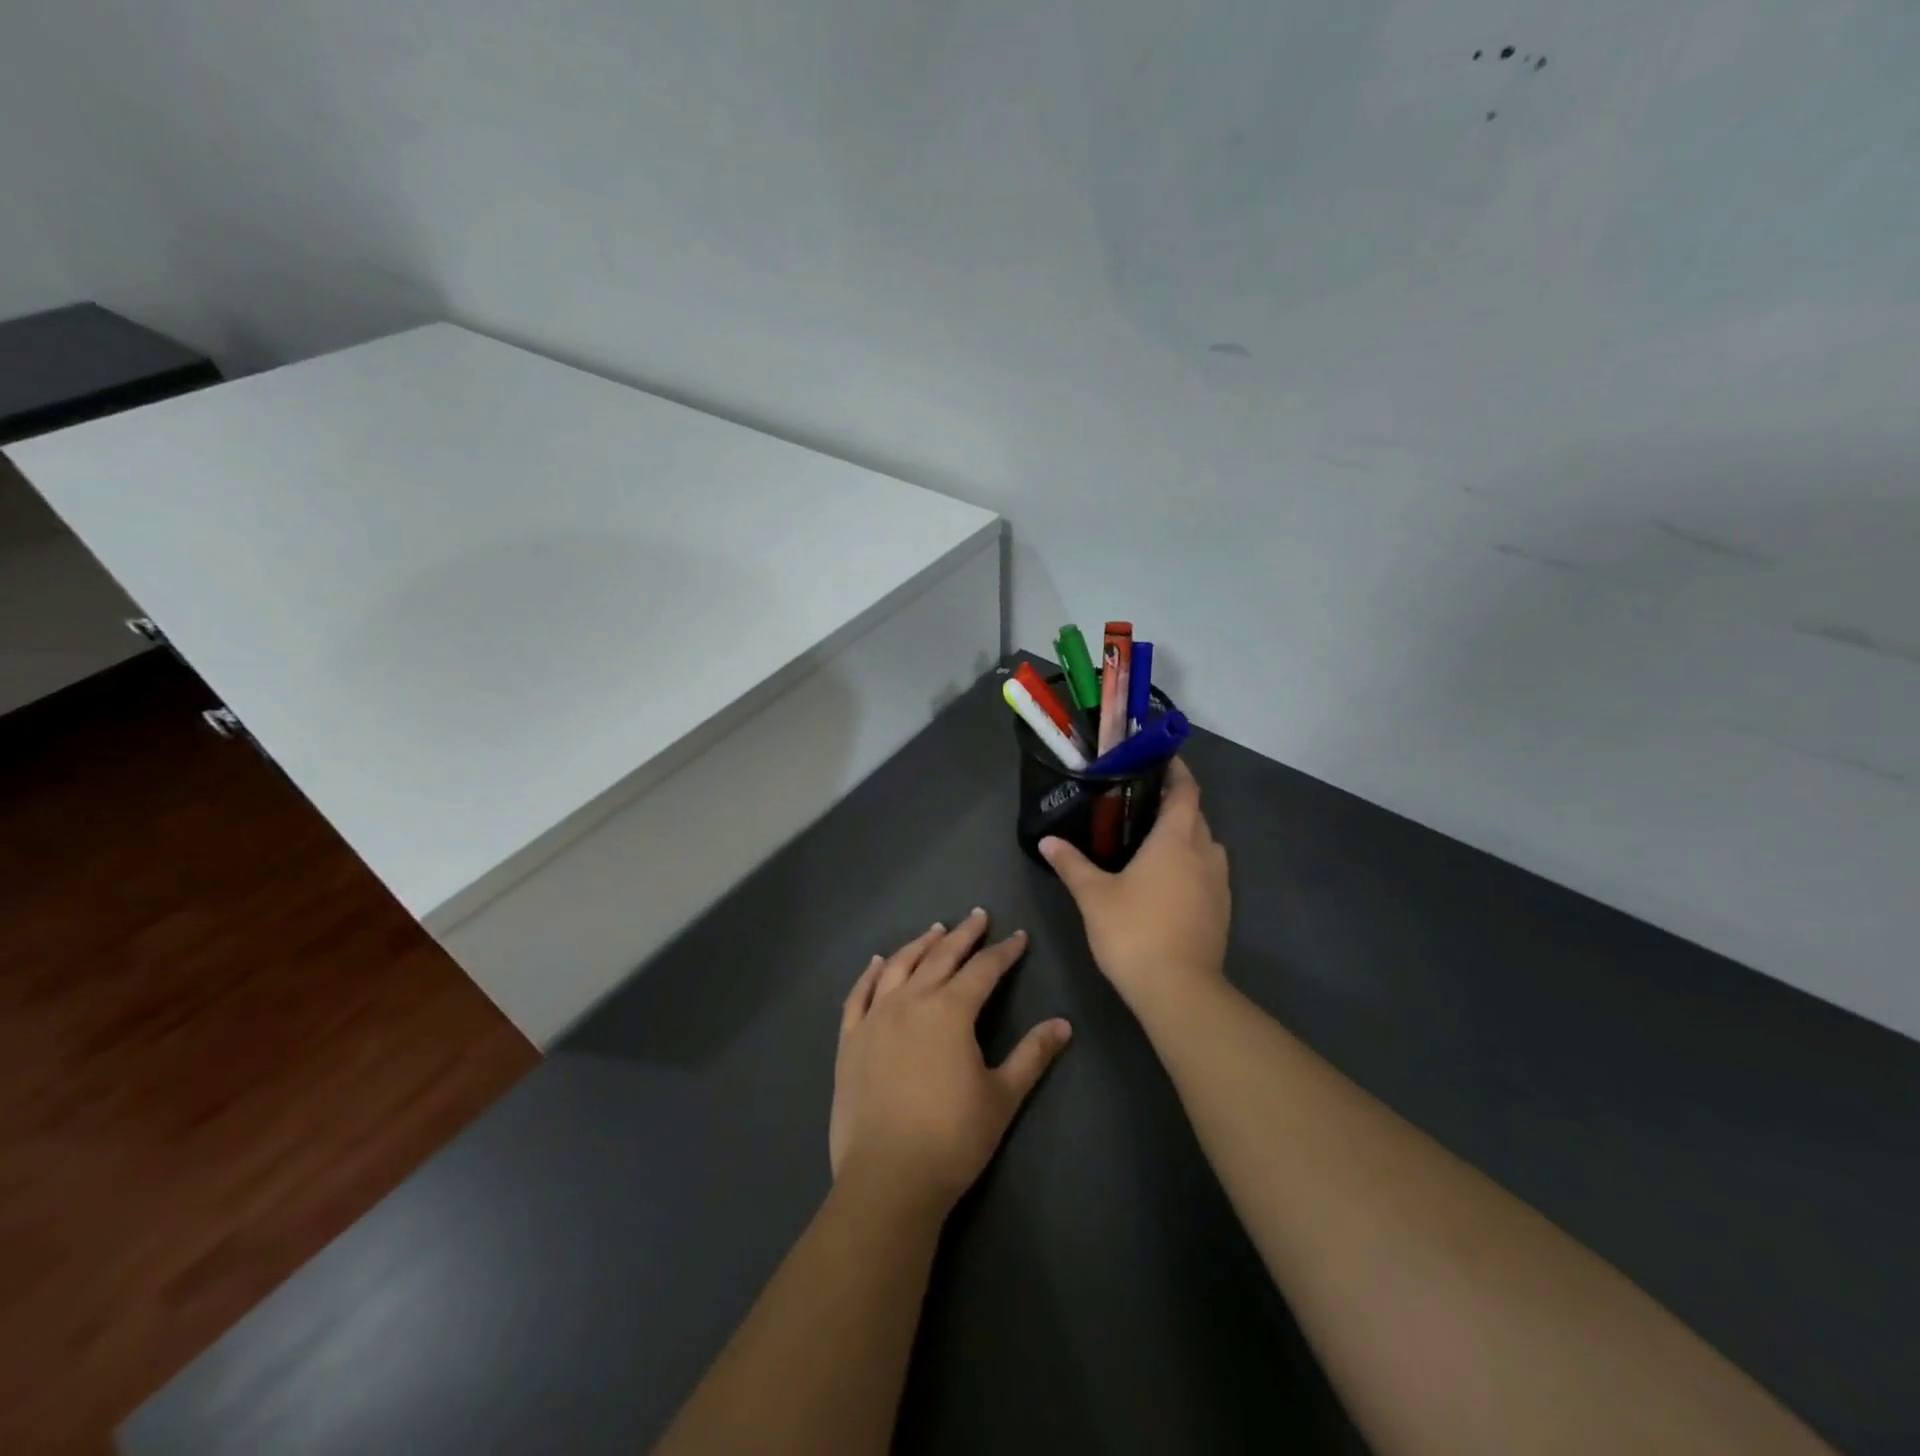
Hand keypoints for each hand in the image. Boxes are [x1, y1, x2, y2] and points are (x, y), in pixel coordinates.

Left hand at [830, 909, 1071, 1214]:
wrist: (888, 1178)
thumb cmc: (953, 1138)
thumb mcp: (1002, 1096)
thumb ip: (1032, 1055)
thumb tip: (1064, 1024)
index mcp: (951, 1011)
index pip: (983, 970)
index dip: (1004, 952)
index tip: (1018, 937)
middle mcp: (911, 1001)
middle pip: (941, 957)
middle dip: (964, 935)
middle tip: (978, 916)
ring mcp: (875, 1018)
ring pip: (899, 966)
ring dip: (920, 945)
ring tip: (935, 930)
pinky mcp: (850, 1040)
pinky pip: (859, 995)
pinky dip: (871, 974)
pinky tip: (879, 962)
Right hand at [1040, 757, 1230, 1014]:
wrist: (1179, 990)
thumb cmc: (1134, 932)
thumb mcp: (1093, 896)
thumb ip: (1071, 864)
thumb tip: (1047, 840)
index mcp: (1176, 839)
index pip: (1185, 789)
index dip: (1176, 770)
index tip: (1158, 759)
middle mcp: (1204, 852)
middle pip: (1195, 814)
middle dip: (1174, 802)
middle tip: (1140, 801)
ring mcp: (1219, 882)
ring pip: (1205, 843)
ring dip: (1185, 834)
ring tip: (1152, 839)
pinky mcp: (1222, 909)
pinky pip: (1209, 870)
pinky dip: (1191, 862)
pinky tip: (1166, 879)